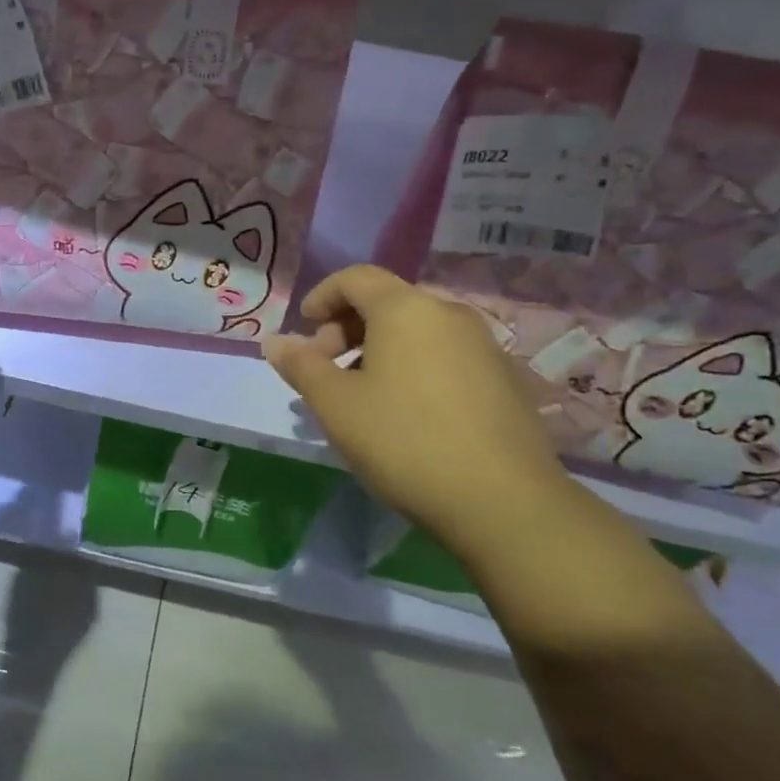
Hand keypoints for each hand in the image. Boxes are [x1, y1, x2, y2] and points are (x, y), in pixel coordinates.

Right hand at [262, 266, 577, 555]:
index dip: (322, 296)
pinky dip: (413, 367)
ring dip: (378, 351)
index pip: (356, 278)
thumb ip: (301, 366)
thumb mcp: (336, 405)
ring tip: (362, 397)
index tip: (304, 328)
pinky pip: (444, 356)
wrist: (505, 503)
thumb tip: (274, 341)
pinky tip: (406, 414)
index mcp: (406, 309)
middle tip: (326, 371)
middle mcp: (449, 315)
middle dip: (346, 328)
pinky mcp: (504, 380)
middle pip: (387, 302)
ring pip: (417, 331)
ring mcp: (484, 346)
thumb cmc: (405, 441)